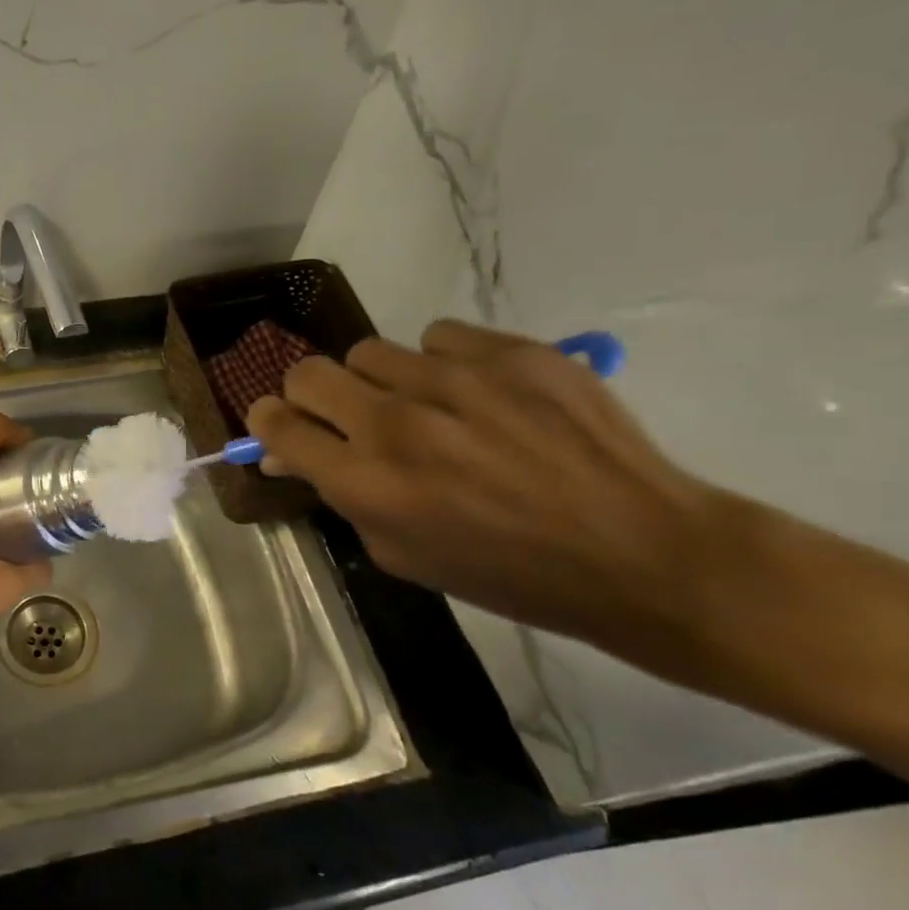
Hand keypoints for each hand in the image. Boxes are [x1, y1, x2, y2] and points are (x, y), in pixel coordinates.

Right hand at [247, 320, 714, 652]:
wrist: (639, 552)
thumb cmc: (508, 573)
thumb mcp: (403, 555)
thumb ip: (342, 497)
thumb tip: (295, 454)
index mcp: (368, 483)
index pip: (278, 424)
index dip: (268, 421)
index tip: (280, 425)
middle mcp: (397, 422)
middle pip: (308, 373)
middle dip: (311, 395)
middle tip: (343, 415)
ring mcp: (455, 379)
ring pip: (372, 351)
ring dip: (381, 381)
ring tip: (424, 407)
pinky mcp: (511, 351)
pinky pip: (440, 336)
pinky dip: (442, 362)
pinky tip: (477, 394)